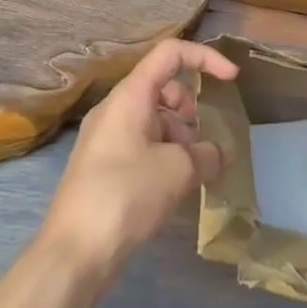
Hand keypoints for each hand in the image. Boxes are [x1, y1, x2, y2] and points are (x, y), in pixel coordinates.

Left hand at [40, 39, 238, 275]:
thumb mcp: (179, 171)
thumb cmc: (126, 195)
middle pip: (163, 87)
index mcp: (130, 95)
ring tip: (188, 173)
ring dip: (178, 136)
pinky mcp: (102, 165)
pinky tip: (170, 188)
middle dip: (190, 109)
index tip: (232, 79)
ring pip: (153, 118)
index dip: (206, 58)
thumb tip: (217, 154)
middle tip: (199, 144)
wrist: (74, 253)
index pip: (171, 54)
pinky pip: (141, 142)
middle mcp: (115, 108)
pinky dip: (163, 154)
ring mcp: (105, 137)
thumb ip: (207, 155)